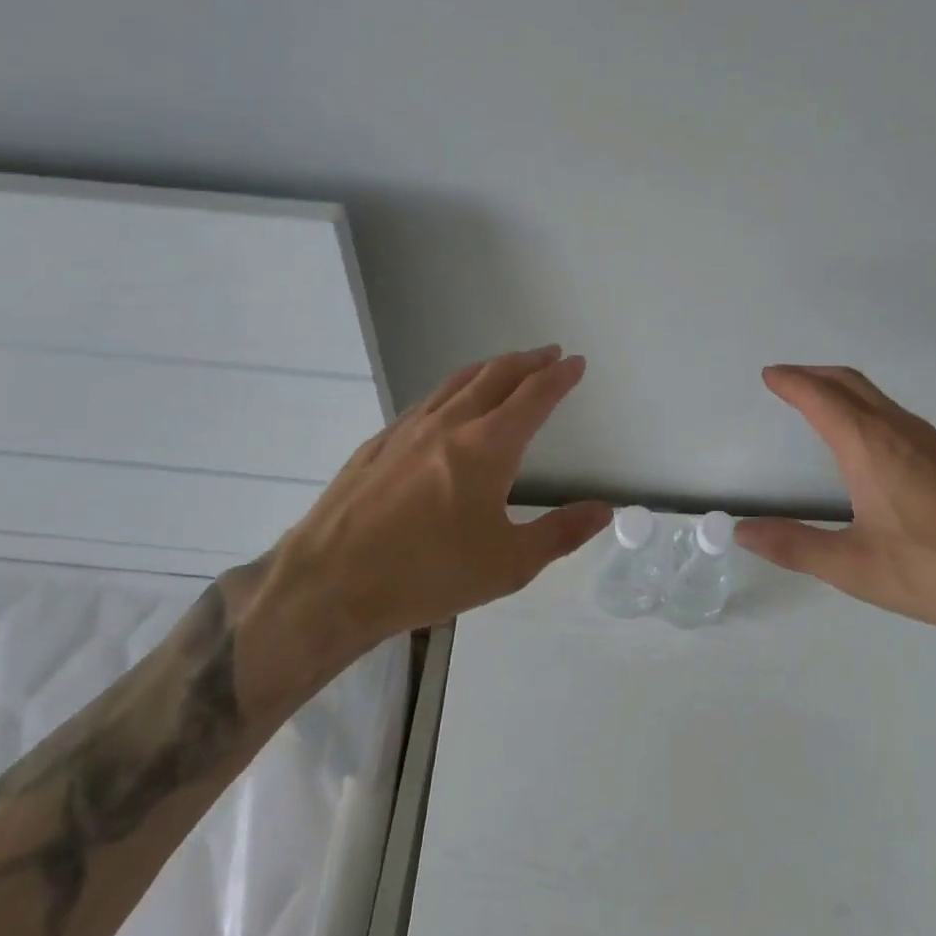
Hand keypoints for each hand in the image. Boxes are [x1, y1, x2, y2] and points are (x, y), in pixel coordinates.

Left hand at [239, 346, 610, 702]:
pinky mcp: (381, 441)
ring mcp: (411, 427)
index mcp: (488, 445)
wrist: (330, 582)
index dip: (559, 377)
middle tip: (549, 354)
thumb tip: (606, 510)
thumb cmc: (427, 574)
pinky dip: (456, 387)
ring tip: (507, 365)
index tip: (576, 362)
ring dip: (492, 367)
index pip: (534, 396)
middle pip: (497, 375)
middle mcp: (452, 422)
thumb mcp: (507, 565)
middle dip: (529, 361)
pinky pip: (429, 398)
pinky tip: (451, 402)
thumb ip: (561, 533)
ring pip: (460, 380)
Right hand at [735, 365, 935, 656]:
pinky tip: (875, 443)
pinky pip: (900, 415)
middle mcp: (899, 429)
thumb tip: (743, 531)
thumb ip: (795, 547)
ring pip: (879, 397)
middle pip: (850, 383)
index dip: (791, 382)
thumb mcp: (855, 568)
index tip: (770, 374)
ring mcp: (933, 440)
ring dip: (843, 389)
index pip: (819, 398)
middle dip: (815, 374)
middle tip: (789, 379)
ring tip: (823, 403)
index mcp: (868, 446)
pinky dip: (870, 408)